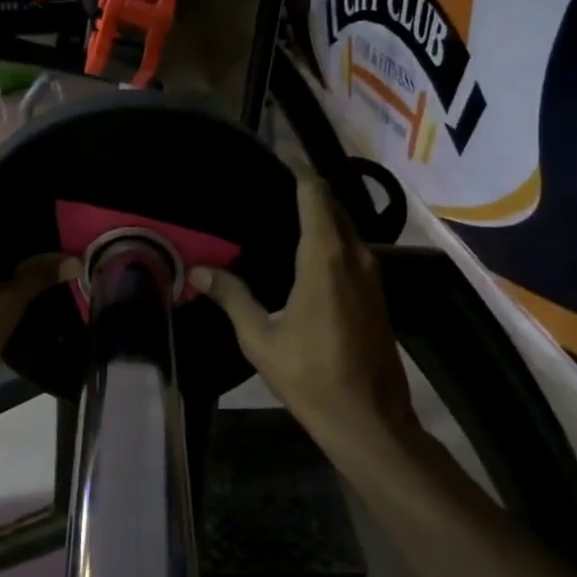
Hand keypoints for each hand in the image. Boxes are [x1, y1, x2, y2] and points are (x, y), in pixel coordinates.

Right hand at [190, 167, 416, 458]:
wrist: (369, 420)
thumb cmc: (310, 377)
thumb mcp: (260, 338)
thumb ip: (231, 297)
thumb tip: (198, 271)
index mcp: (324, 259)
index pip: (315, 196)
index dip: (298, 172)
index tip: (277, 156)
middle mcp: (354, 258)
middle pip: (334, 208)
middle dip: (309, 190)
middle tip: (271, 185)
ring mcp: (372, 277)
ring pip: (348, 230)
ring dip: (323, 216)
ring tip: (285, 214)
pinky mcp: (378, 296)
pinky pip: (353, 251)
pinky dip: (332, 239)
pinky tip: (308, 255)